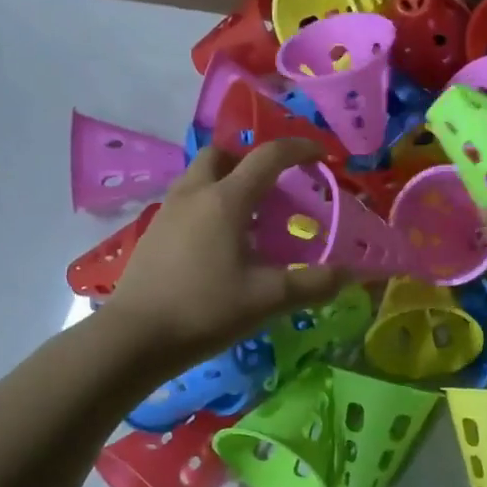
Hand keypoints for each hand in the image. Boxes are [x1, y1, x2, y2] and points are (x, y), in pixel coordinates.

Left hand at [100, 141, 347, 367]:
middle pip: (223, 154)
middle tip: (274, 184)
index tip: (321, 155)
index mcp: (225, 200)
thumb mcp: (268, 299)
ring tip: (250, 215)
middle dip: (251, 158)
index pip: (267, 157)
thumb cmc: (205, 309)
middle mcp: (194, 194)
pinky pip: (187, 200)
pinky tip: (220, 241)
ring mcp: (168, 211)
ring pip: (200, 176)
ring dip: (228, 180)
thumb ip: (313, 283)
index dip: (298, 150)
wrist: (135, 337)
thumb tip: (351, 274)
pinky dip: (209, 204)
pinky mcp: (153, 233)